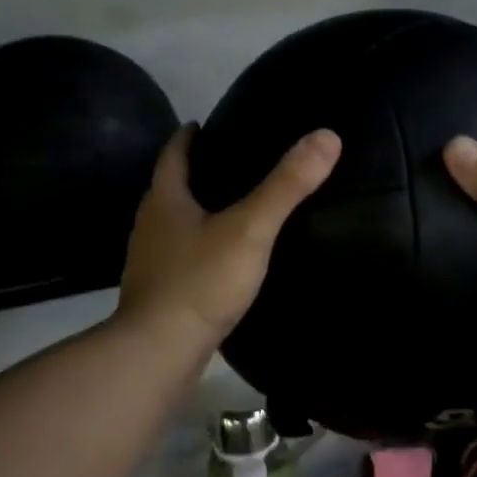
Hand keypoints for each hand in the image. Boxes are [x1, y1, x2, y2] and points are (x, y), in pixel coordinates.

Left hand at [117, 124, 340, 351]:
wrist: (158, 352)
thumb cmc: (201, 281)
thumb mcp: (250, 229)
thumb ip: (286, 185)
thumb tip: (326, 136)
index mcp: (164, 201)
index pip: (173, 155)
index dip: (188, 137)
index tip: (203, 124)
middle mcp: (150, 226)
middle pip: (169, 188)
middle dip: (193, 173)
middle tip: (228, 164)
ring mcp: (150, 262)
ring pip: (173, 225)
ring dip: (194, 212)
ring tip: (229, 208)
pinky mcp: (158, 293)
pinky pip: (179, 257)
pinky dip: (197, 247)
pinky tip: (221, 258)